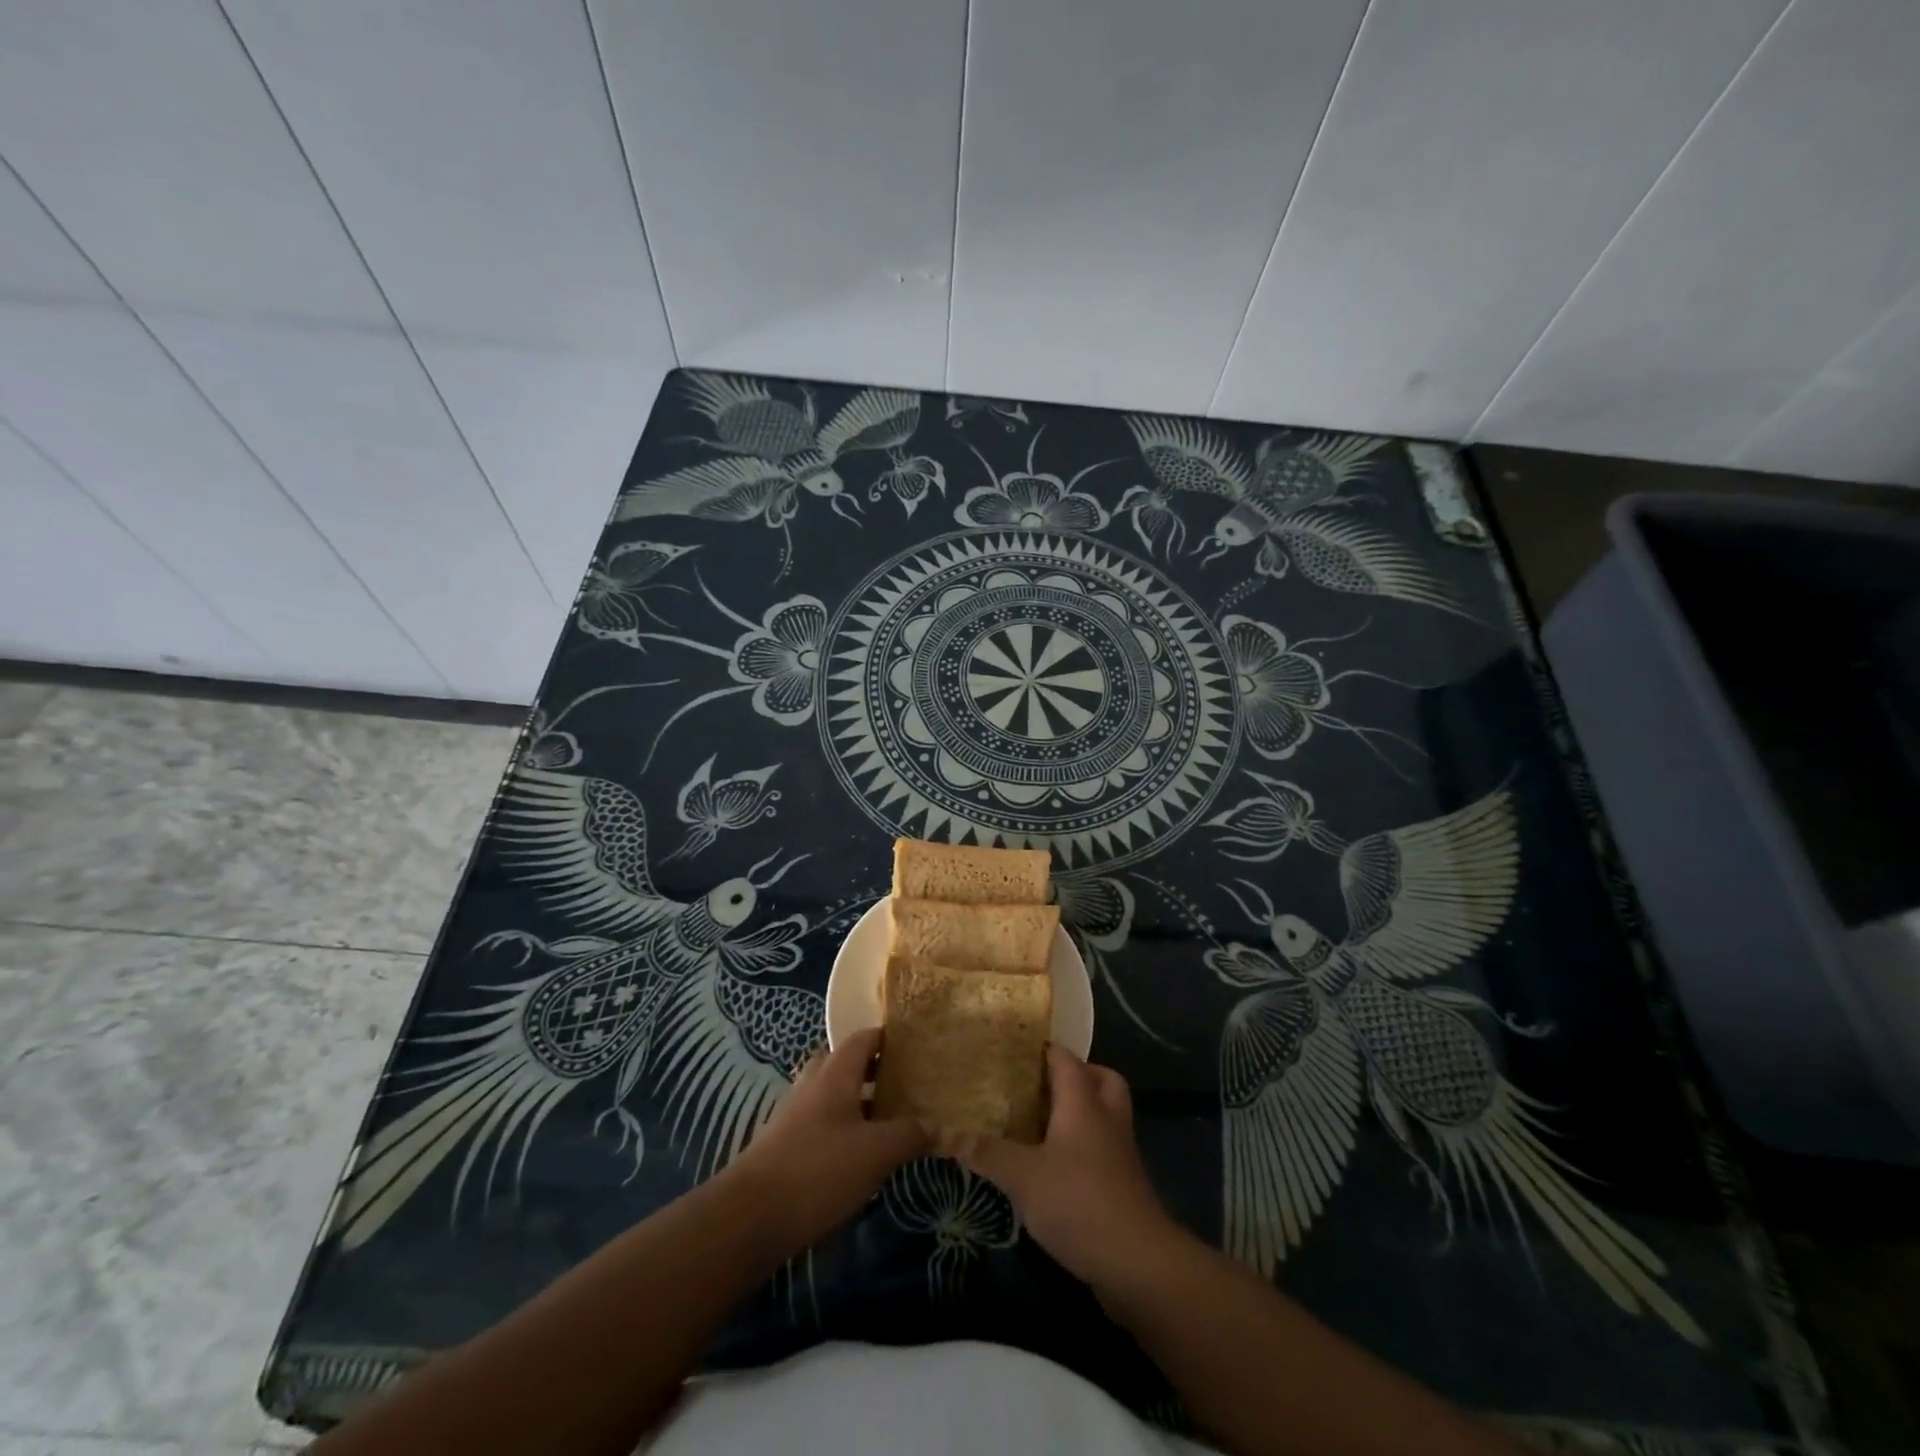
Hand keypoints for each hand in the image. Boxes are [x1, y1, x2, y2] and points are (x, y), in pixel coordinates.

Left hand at [724, 1027, 928, 1257]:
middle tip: (905, 1086)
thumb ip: (909, 1134)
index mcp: (835, 1073)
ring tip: (889, 1123)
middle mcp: (812, 1085)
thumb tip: (935, 1126)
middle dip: (873, 1071)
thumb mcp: (876, 1152)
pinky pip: (821, 1125)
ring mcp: (794, 1115)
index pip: (864, 1038)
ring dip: (858, 1103)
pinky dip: (842, 1130)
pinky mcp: (784, 1146)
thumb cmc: (818, 1170)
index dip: (889, 1038)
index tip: (916, 1048)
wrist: (749, 1218)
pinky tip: (860, 1158)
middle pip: (845, 1064)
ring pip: (832, 1096)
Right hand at [957, 1047, 1183, 1291]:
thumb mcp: (1022, 1177)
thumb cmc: (1078, 1201)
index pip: (1066, 1059)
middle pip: (1101, 1079)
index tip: (1016, 1050)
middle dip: (1076, 1075)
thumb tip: (952, 1137)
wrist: (1137, 1262)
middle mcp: (1106, 1118)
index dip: (1044, 1050)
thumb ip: (988, 1154)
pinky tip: (1055, 1168)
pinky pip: (1104, 1148)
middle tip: (1042, 1085)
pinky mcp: (1124, 1185)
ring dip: (1081, 1113)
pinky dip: (1084, 1148)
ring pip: (1105, 1114)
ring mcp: (1120, 1152)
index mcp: (1083, 1103)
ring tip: (1043, 1125)